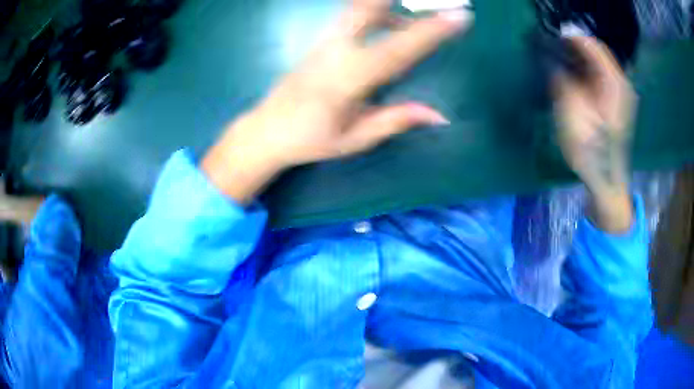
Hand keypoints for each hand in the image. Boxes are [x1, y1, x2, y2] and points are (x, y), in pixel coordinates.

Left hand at [202, 0, 472, 203]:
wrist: (267, 130)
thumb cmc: (310, 140)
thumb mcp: (355, 138)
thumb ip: (395, 120)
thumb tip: (439, 115)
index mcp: (347, 80)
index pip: (397, 50)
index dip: (430, 32)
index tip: (459, 17)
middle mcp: (335, 51)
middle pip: (367, 8)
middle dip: (400, 1)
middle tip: (434, 1)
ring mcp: (324, 42)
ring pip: (358, 7)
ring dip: (389, 5)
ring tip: (417, 12)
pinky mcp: (319, 40)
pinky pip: (350, 15)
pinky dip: (376, 12)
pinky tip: (391, 23)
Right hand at [553, 37, 637, 231]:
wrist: (606, 180)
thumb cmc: (590, 147)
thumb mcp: (570, 109)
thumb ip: (561, 78)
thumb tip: (554, 61)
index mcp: (613, 81)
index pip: (592, 45)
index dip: (572, 37)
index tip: (554, 34)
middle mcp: (621, 83)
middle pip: (599, 53)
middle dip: (578, 45)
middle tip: (556, 44)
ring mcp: (623, 95)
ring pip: (601, 64)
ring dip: (583, 58)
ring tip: (563, 57)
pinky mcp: (619, 105)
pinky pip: (604, 77)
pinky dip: (589, 71)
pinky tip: (577, 75)